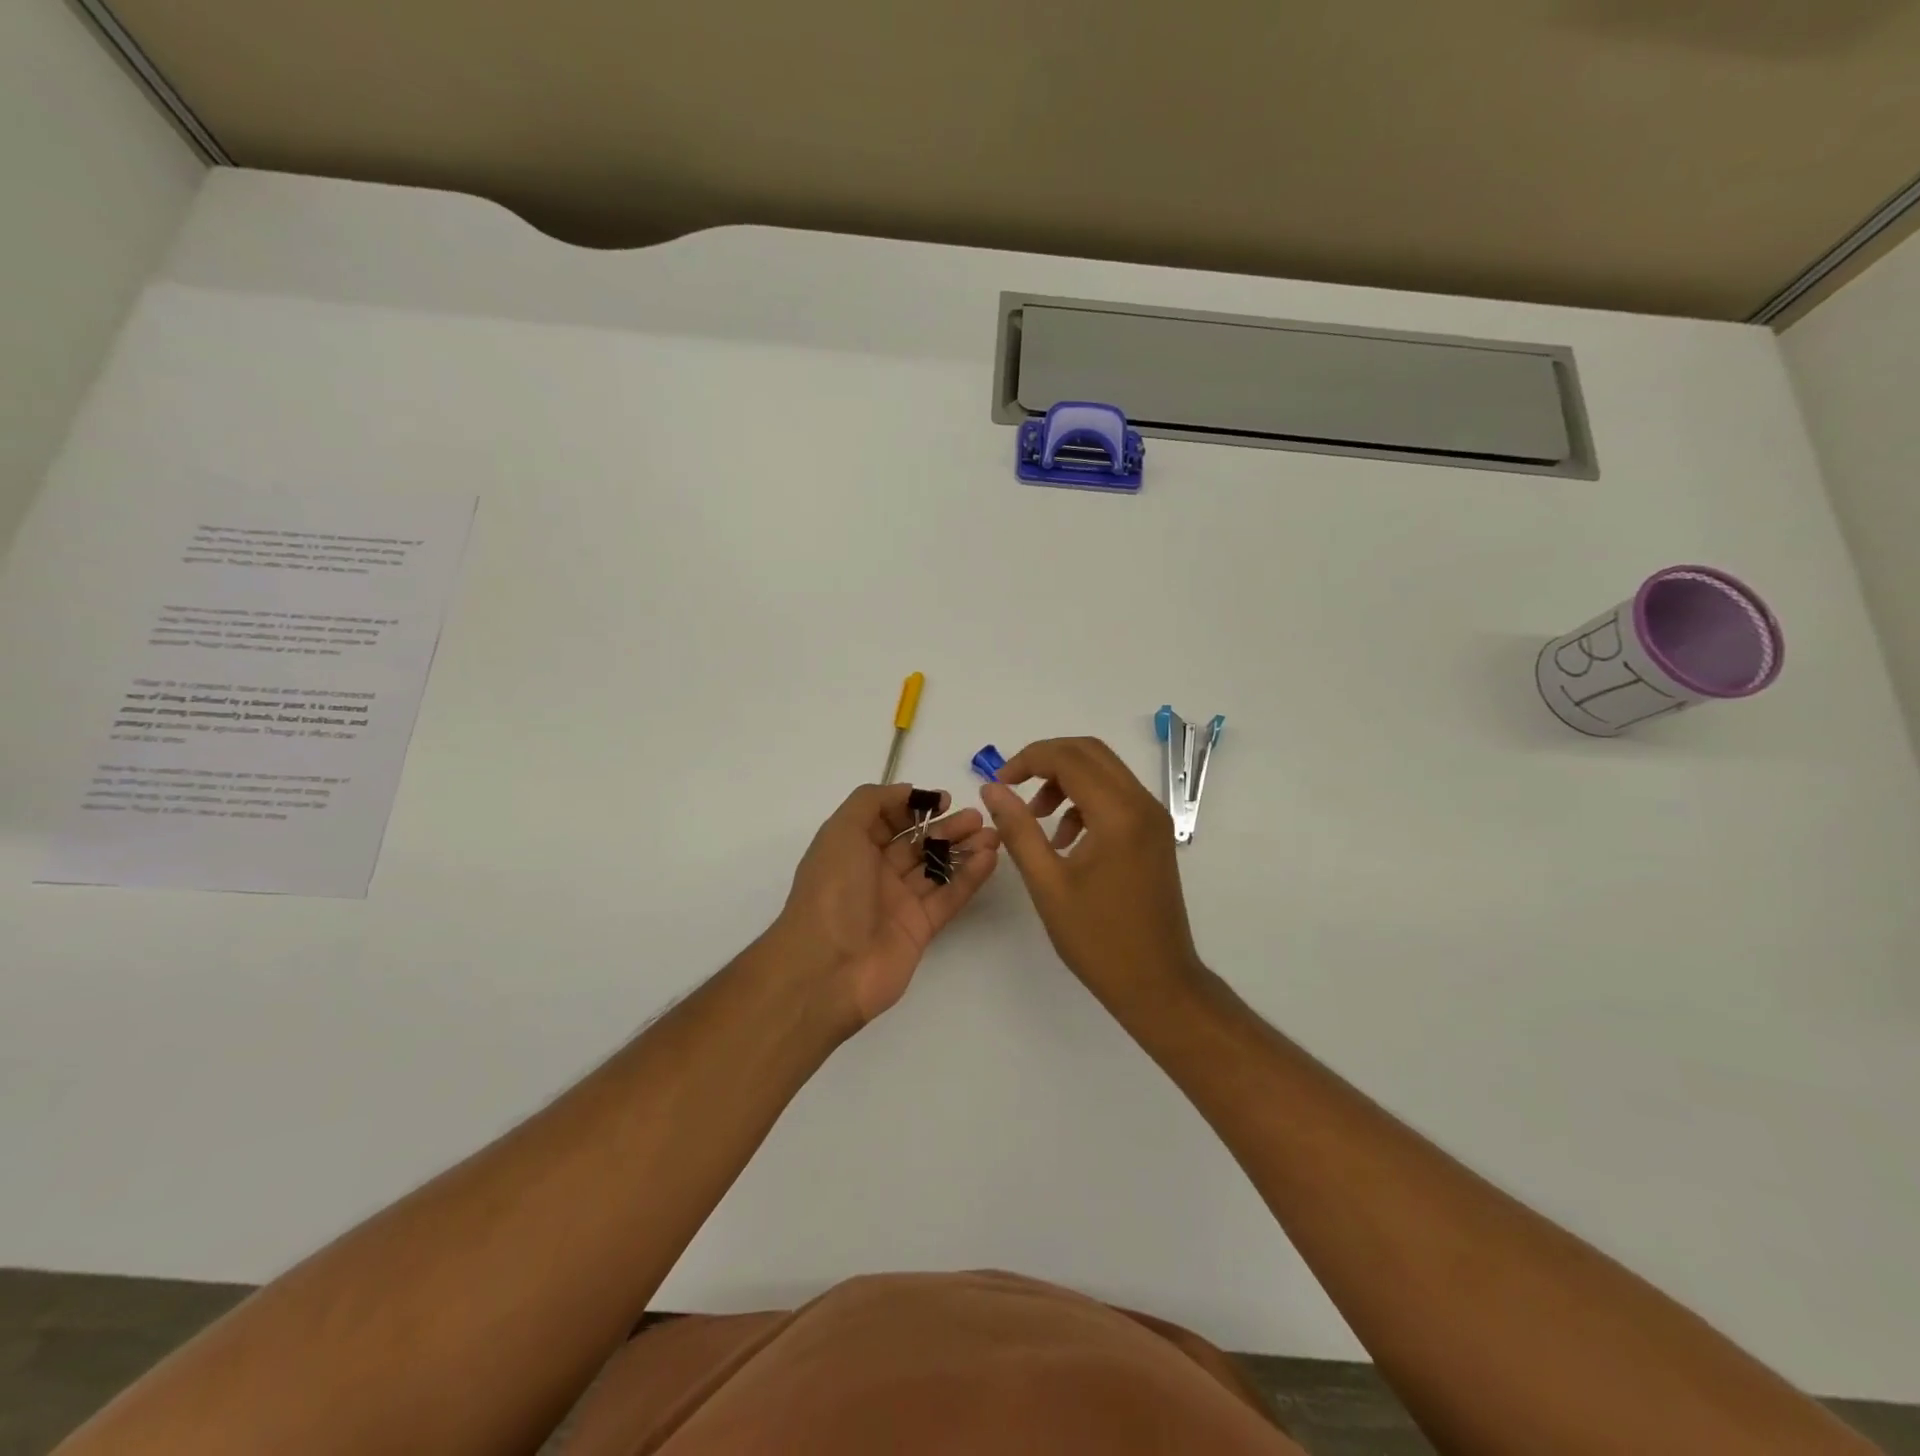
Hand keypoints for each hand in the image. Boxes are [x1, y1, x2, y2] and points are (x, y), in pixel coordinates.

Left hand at [771, 784, 998, 1026]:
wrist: (827, 968)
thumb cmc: (832, 891)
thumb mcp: (841, 832)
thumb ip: (871, 802)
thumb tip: (907, 792)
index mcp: (852, 849)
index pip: (887, 820)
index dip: (914, 807)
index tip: (944, 800)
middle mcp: (875, 872)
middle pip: (917, 843)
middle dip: (947, 827)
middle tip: (977, 818)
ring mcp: (899, 902)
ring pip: (937, 868)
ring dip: (964, 849)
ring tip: (992, 835)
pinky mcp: (920, 928)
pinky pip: (948, 896)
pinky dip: (969, 877)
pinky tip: (989, 858)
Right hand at [980, 738, 1202, 1012]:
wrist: (1158, 983)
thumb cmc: (1098, 939)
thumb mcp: (1047, 883)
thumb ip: (1019, 829)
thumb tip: (992, 789)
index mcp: (1118, 813)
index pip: (1069, 757)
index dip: (1027, 760)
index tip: (998, 783)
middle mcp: (1142, 804)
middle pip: (1090, 752)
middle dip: (1046, 761)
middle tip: (1013, 788)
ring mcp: (1153, 818)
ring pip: (1104, 772)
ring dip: (1065, 781)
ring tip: (1037, 820)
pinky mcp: (1154, 834)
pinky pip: (1116, 796)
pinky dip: (1084, 801)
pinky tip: (1064, 840)